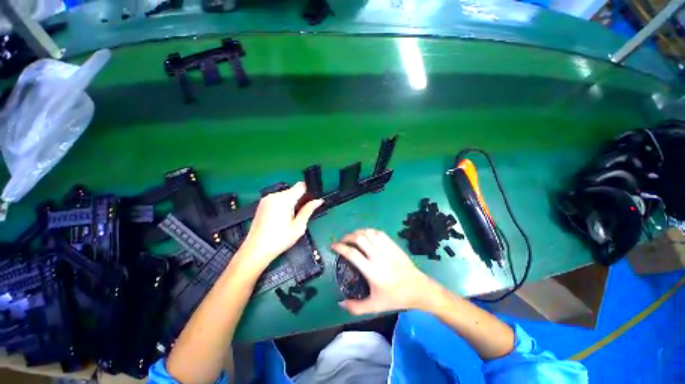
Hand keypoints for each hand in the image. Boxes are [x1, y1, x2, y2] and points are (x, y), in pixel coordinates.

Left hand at [239, 182, 322, 270]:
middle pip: (293, 190)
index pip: (301, 186)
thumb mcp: (298, 226)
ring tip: (290, 218)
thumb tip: (319, 200)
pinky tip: (282, 217)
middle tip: (301, 214)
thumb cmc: (280, 239)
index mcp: (284, 200)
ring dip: (291, 202)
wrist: (256, 250)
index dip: (308, 191)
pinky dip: (283, 204)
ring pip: (285, 194)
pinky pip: (277, 199)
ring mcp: (266, 199)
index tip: (311, 201)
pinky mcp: (262, 204)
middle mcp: (274, 195)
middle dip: (299, 199)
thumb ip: (308, 210)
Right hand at [331, 229, 436, 314]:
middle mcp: (377, 256)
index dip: (340, 247)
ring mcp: (386, 248)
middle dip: (347, 237)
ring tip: (352, 237)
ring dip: (357, 233)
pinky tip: (366, 235)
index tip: (333, 246)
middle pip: (359, 238)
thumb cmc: (395, 297)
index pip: (352, 253)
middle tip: (342, 241)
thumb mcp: (375, 306)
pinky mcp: (393, 245)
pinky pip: (378, 233)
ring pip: (368, 233)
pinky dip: (369, 231)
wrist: (418, 288)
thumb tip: (340, 304)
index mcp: (372, 271)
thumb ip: (356, 307)